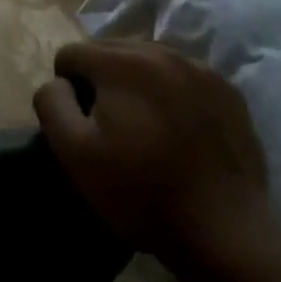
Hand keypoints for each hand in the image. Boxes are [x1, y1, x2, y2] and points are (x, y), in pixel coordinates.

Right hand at [33, 39, 269, 266]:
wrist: (224, 231)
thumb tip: (58, 83)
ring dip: (135, 84)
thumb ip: (51, 103)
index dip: (66, 88)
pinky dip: (170, 94)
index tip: (81, 124)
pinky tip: (177, 132)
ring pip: (147, 61)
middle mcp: (163, 53)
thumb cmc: (139, 191)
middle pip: (110, 50)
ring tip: (143, 127)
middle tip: (109, 126)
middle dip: (100, 80)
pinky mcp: (229, 93)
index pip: (71, 54)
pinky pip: (182, 78)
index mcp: (122, 62)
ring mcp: (202, 71)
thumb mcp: (72, 151)